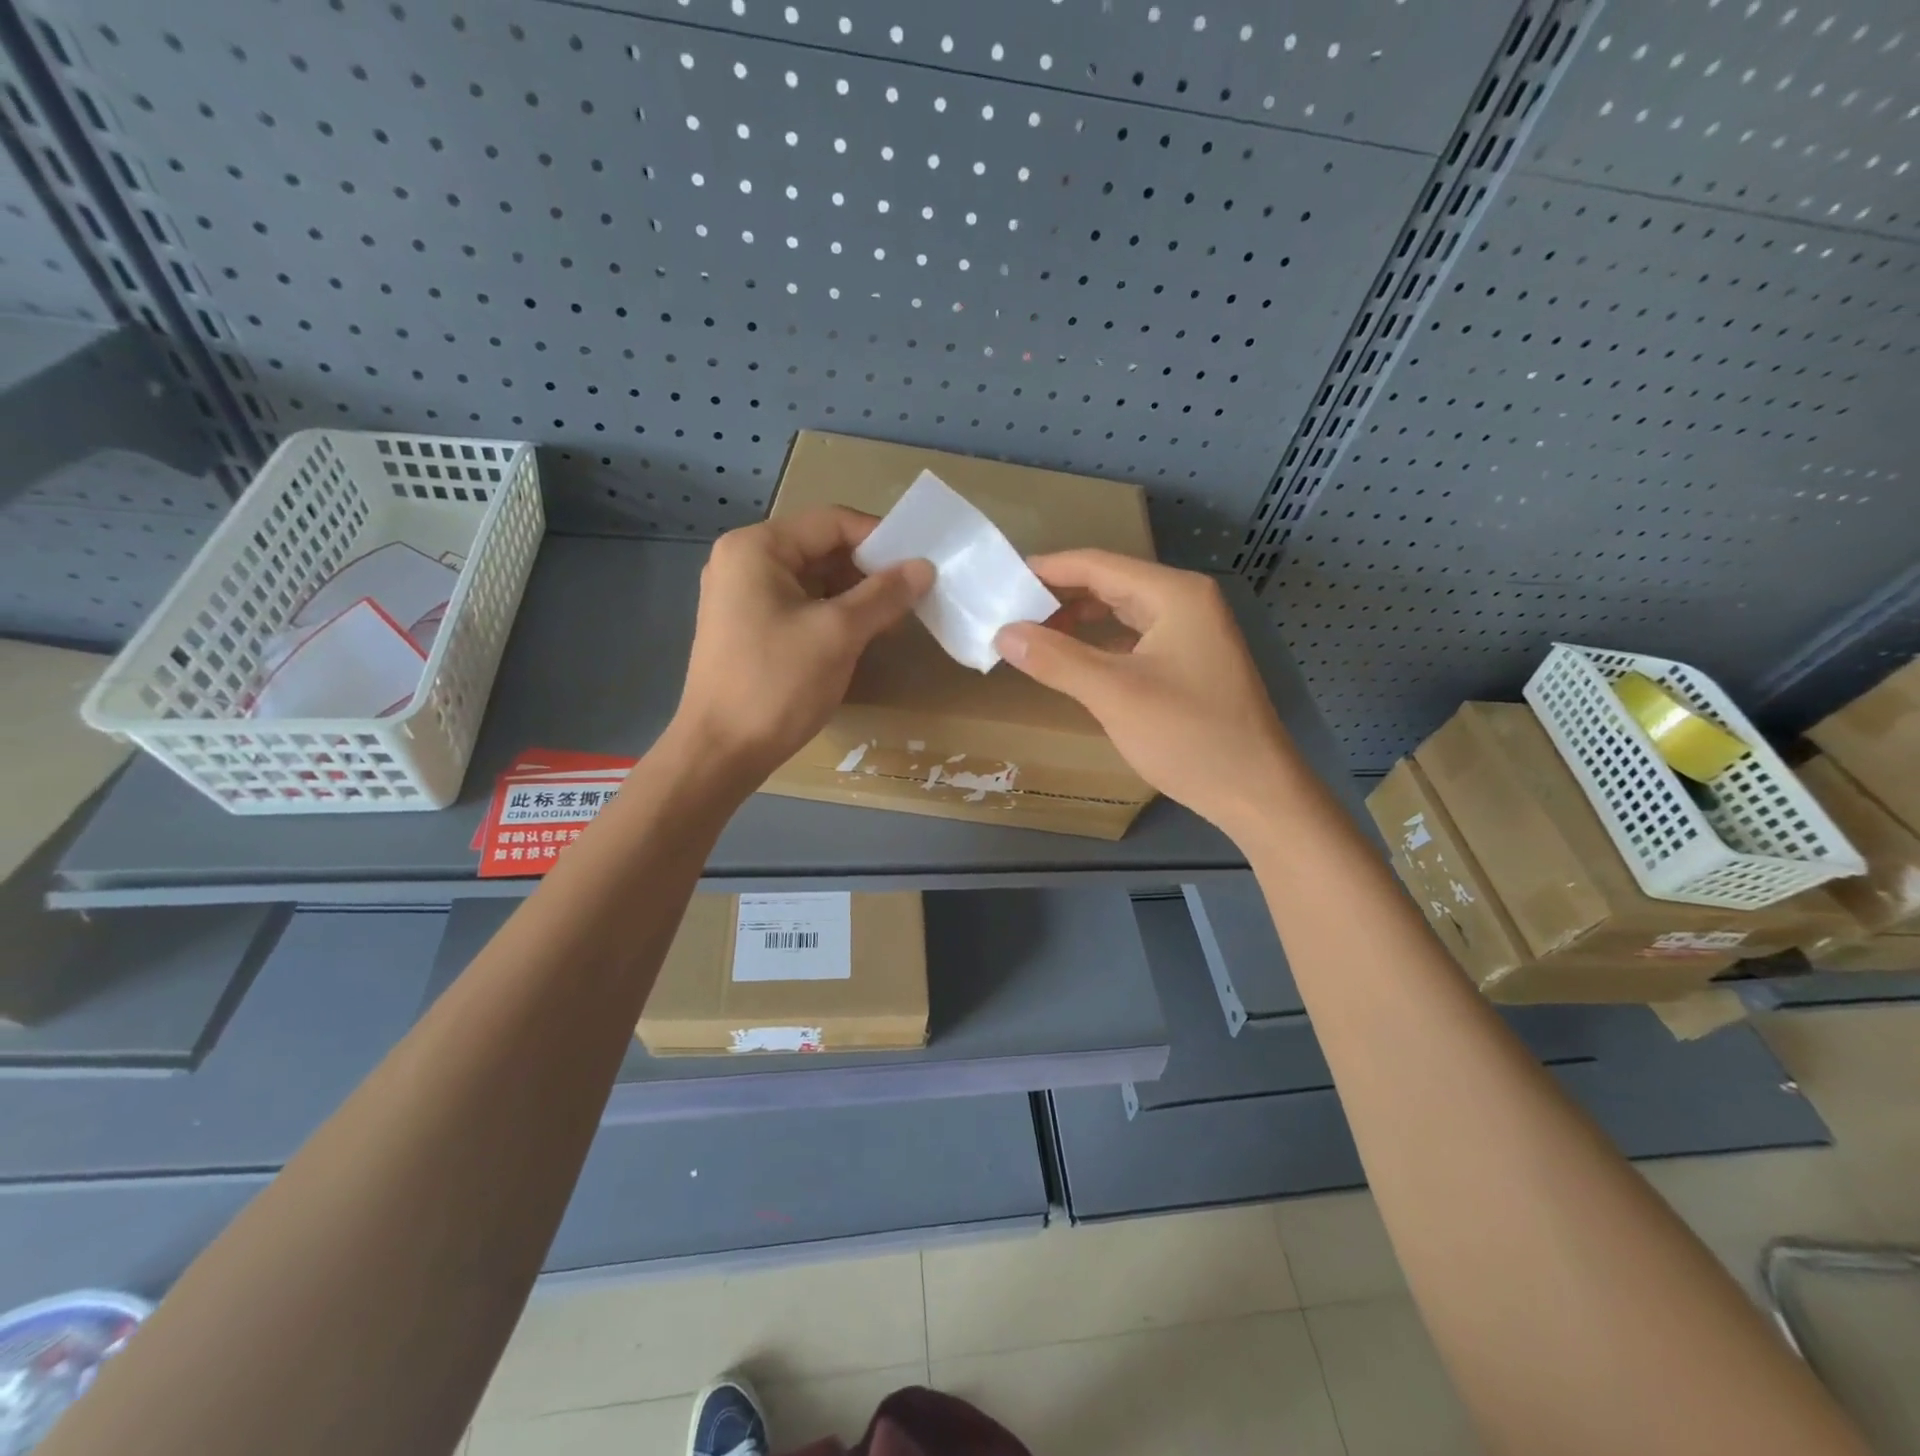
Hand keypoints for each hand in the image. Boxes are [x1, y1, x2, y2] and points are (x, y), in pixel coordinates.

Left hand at [672, 508, 932, 781]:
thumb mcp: (838, 634)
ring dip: (854, 595)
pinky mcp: (747, 627)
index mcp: (757, 548)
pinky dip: (833, 614)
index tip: (920, 564)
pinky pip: (799, 605)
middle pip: (821, 548)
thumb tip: (924, 567)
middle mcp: (743, 561)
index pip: (831, 522)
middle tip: (912, 594)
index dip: (880, 538)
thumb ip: (884, 595)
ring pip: (813, 580)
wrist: (721, 752)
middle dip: (868, 570)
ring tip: (893, 619)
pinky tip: (862, 636)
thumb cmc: (777, 684)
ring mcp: (742, 596)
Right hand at [994, 551, 1298, 836]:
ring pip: (1123, 613)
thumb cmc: (1187, 735)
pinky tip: (1075, 662)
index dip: (1048, 570)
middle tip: (1011, 612)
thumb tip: (1003, 633)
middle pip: (1111, 584)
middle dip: (1060, 596)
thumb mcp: (1114, 694)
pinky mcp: (1191, 663)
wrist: (1256, 791)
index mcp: (1174, 594)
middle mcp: (1186, 602)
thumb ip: (1056, 659)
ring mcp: (1193, 633)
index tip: (1003, 579)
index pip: (1098, 565)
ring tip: (1034, 636)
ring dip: (1080, 622)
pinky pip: (1136, 640)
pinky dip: (1102, 646)